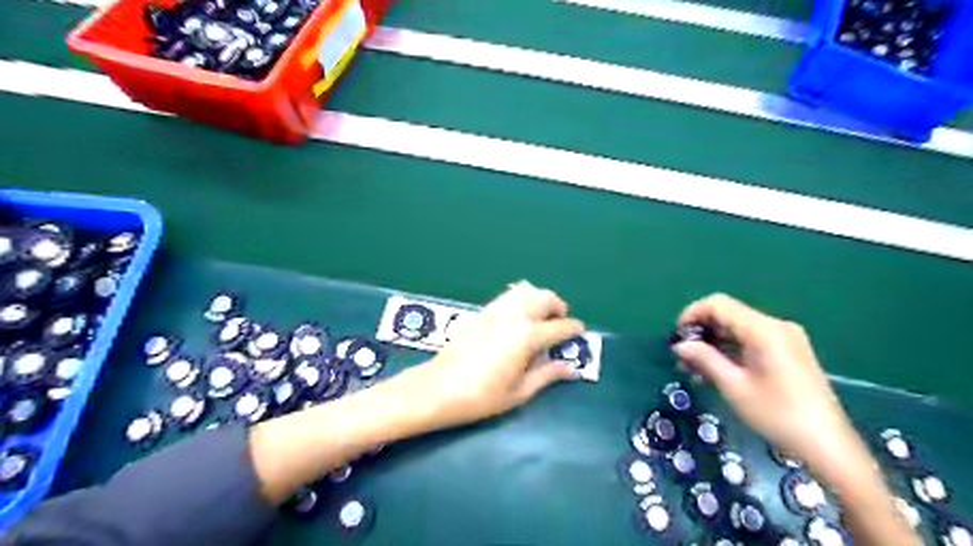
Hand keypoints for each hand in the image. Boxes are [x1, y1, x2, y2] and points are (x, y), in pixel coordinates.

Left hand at [406, 283, 585, 430]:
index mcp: (528, 337)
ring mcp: (496, 310)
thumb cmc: (482, 396)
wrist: (439, 387)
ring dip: (539, 298)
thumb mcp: (519, 392)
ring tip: (540, 316)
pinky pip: (508, 295)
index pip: (560, 326)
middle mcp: (514, 316)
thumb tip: (571, 369)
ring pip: (526, 289)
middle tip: (560, 322)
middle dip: (558, 307)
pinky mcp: (482, 311)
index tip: (580, 332)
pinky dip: (520, 298)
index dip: (573, 329)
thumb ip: (547, 375)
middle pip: (545, 297)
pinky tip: (518, 316)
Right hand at [675, 293, 853, 465]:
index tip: (676, 337)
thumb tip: (679, 345)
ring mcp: (785, 338)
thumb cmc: (777, 414)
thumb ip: (704, 359)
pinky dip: (730, 350)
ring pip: (738, 328)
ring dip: (714, 343)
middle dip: (701, 332)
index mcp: (763, 329)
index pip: (718, 304)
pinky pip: (751, 340)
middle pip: (728, 315)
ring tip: (694, 368)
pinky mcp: (789, 351)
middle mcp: (775, 326)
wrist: (828, 445)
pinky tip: (716, 371)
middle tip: (682, 358)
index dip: (692, 314)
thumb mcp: (734, 386)